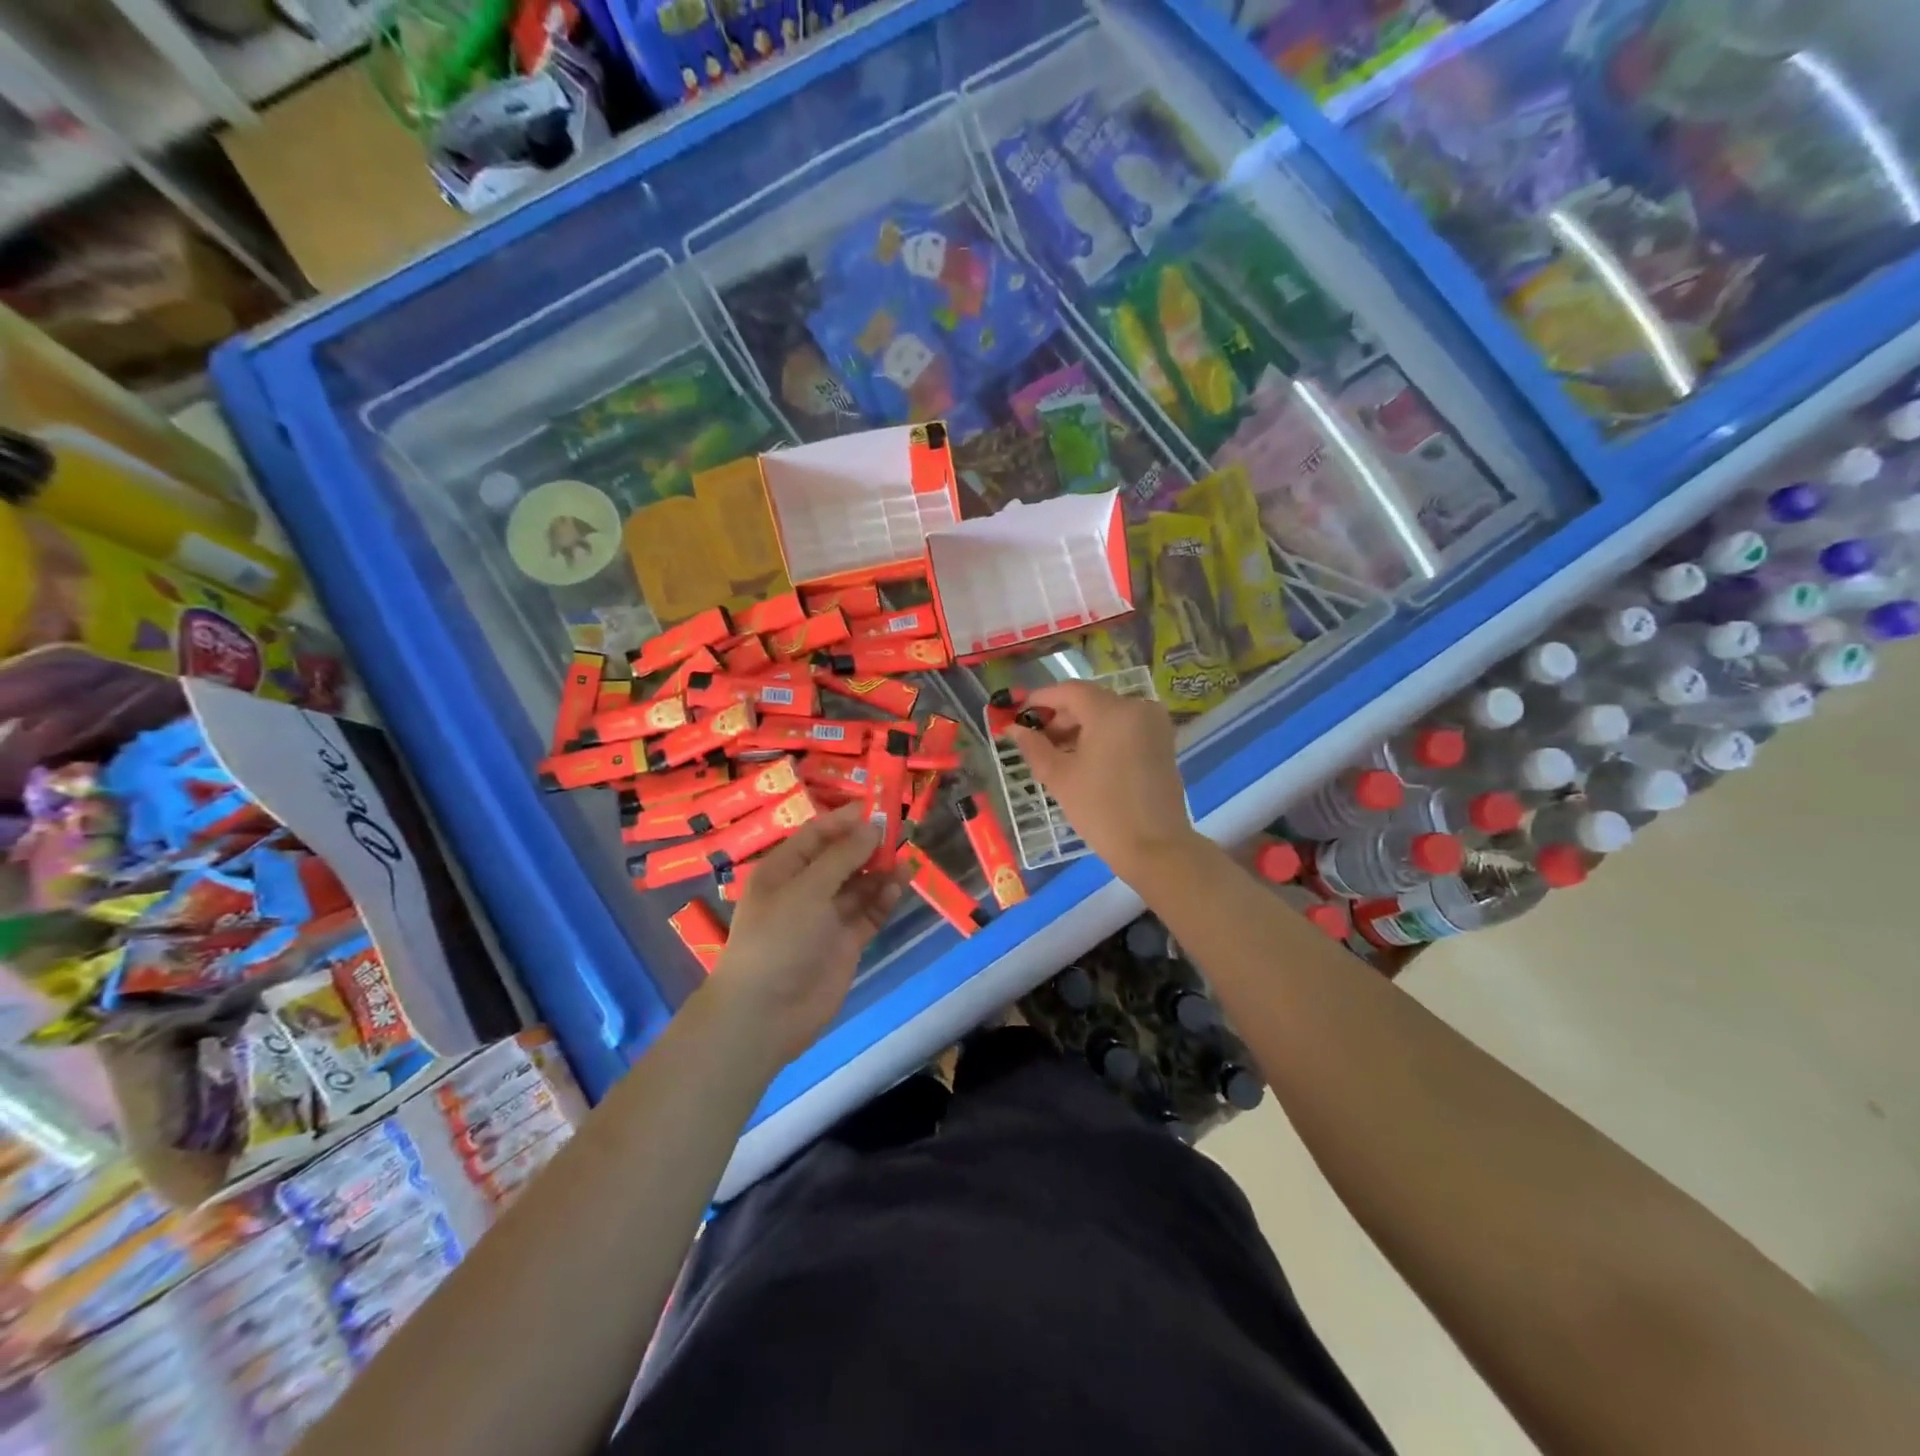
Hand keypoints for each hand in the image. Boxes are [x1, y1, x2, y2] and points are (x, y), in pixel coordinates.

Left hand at [708, 803, 905, 1065]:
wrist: (766, 1012)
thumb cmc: (778, 938)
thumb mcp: (807, 889)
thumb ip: (843, 857)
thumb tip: (873, 826)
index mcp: (783, 870)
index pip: (817, 834)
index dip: (846, 819)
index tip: (878, 806)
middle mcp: (805, 889)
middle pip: (841, 858)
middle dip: (868, 845)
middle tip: (900, 831)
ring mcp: (827, 917)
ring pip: (859, 885)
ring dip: (880, 871)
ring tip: (905, 857)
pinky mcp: (846, 942)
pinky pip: (869, 912)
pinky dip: (884, 898)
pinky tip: (900, 884)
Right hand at [1006, 681, 1200, 880]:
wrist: (1155, 848)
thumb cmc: (1101, 810)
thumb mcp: (1059, 777)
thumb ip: (1033, 746)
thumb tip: (1013, 729)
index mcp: (1112, 711)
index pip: (1069, 691)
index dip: (1040, 700)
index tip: (1018, 715)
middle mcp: (1138, 708)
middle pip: (1090, 701)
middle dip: (1060, 717)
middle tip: (1034, 741)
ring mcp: (1154, 725)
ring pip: (1107, 714)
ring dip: (1080, 728)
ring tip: (1056, 755)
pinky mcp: (1162, 742)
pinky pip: (1124, 728)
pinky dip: (1101, 736)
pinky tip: (1083, 759)